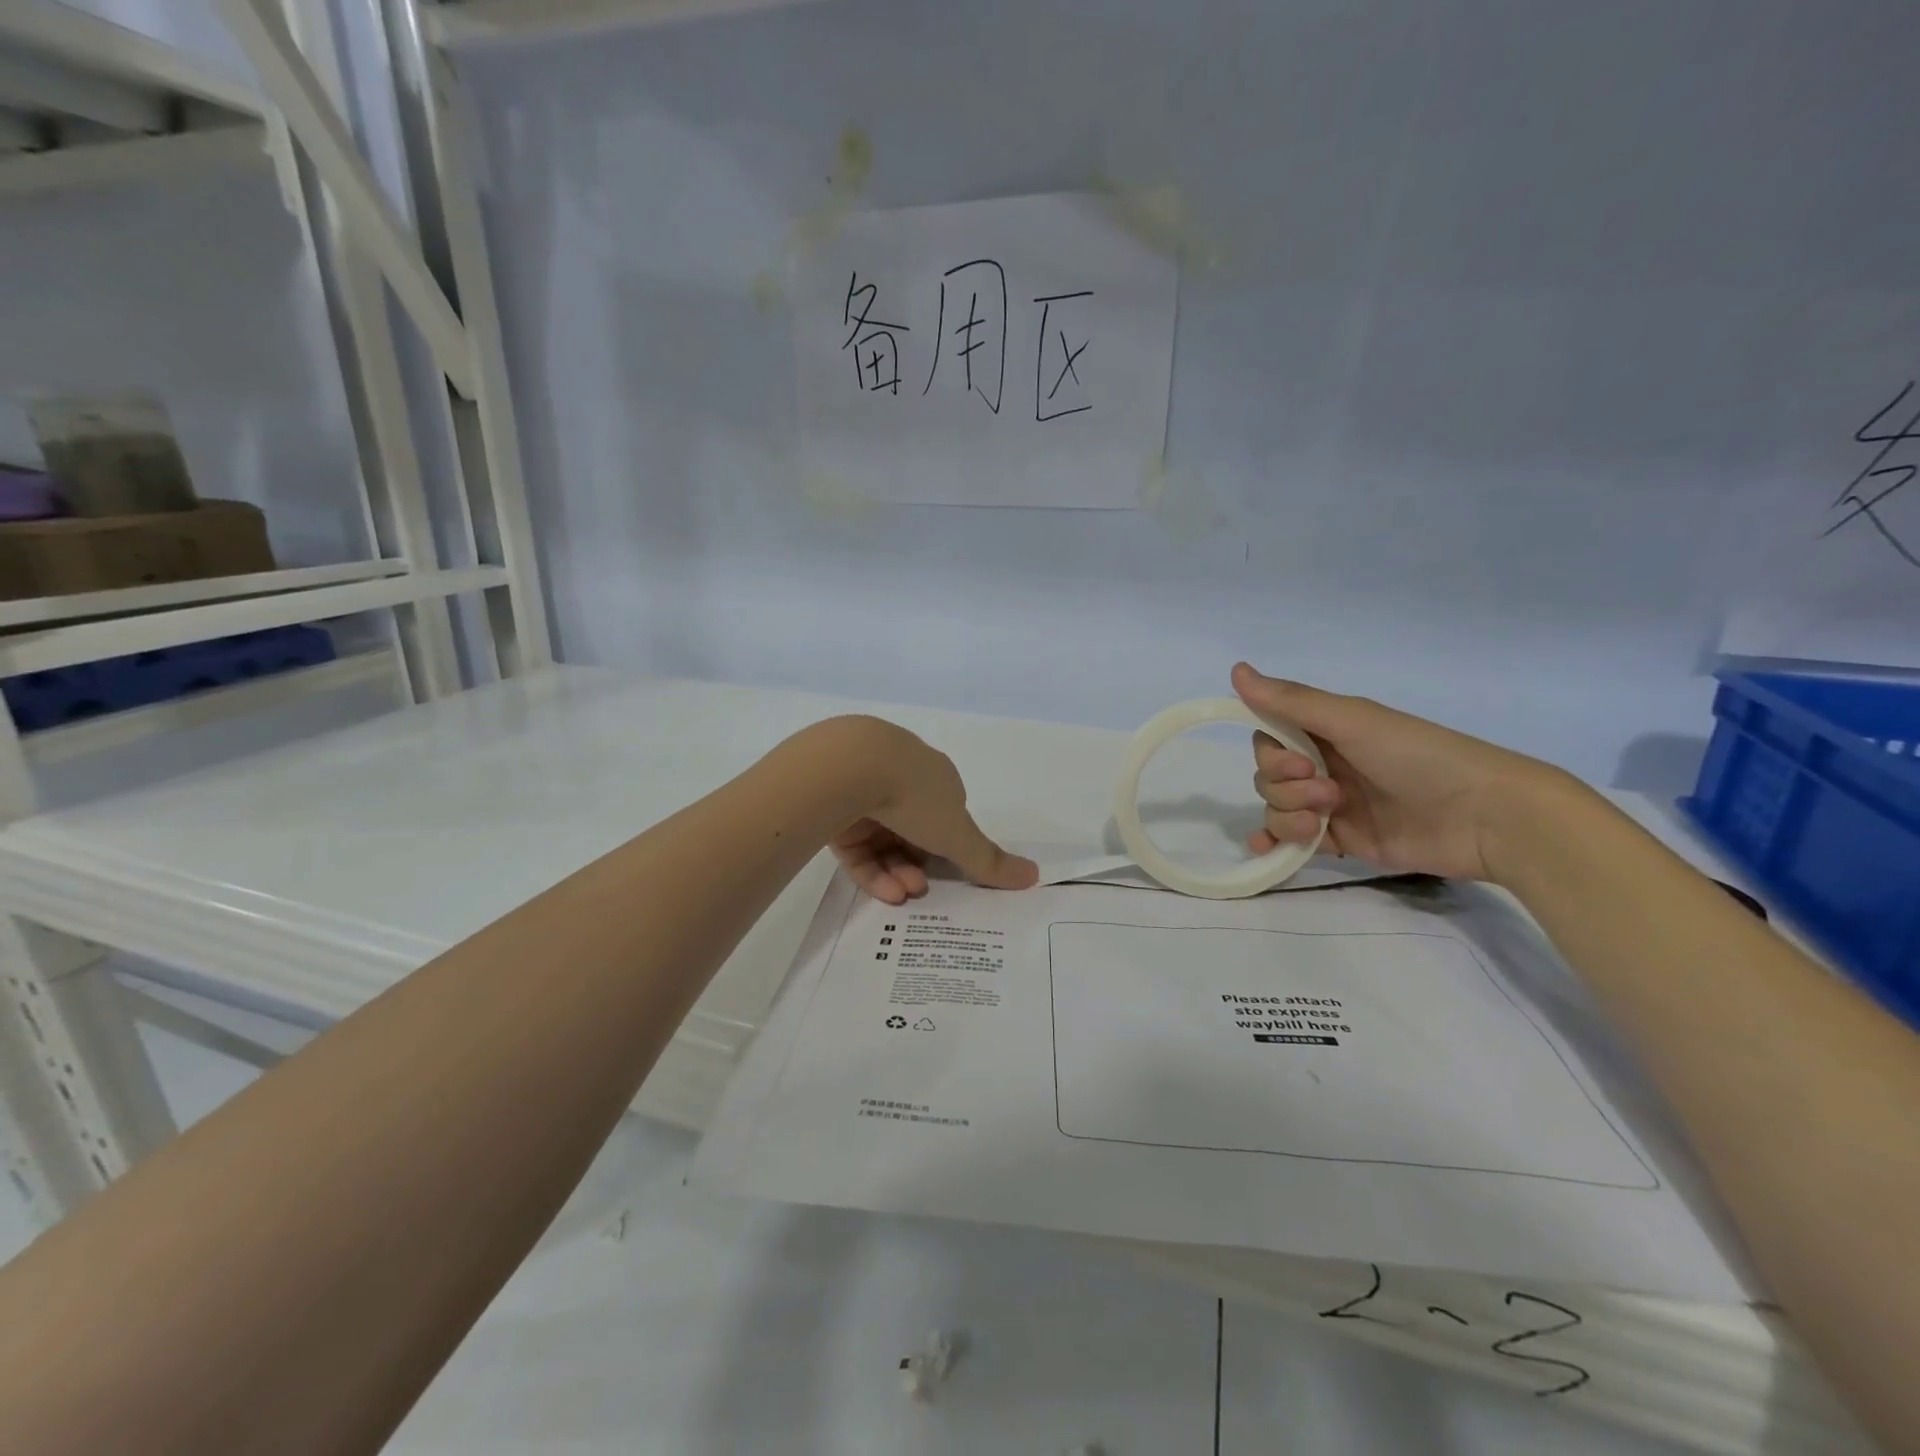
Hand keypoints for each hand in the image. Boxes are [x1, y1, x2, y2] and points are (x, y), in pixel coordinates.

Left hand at [819, 718, 1038, 904]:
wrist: (848, 768)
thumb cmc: (914, 795)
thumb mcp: (958, 834)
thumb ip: (989, 860)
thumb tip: (1035, 876)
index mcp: (933, 777)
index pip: (945, 816)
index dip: (949, 848)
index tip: (952, 875)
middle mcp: (899, 780)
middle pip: (912, 833)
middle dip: (919, 866)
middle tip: (920, 891)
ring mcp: (862, 791)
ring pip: (882, 842)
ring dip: (896, 872)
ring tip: (900, 895)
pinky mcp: (832, 807)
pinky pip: (854, 846)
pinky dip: (870, 870)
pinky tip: (882, 891)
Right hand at [1231, 663, 1562, 882]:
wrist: (1482, 816)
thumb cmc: (1417, 757)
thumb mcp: (1352, 721)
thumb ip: (1291, 701)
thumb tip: (1234, 669)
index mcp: (1327, 731)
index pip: (1270, 738)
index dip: (1271, 754)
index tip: (1298, 762)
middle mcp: (1325, 764)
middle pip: (1269, 776)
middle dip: (1286, 787)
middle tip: (1329, 793)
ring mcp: (1331, 805)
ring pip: (1277, 808)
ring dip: (1288, 815)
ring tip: (1326, 821)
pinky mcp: (1341, 840)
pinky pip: (1291, 840)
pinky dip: (1274, 842)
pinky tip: (1266, 848)